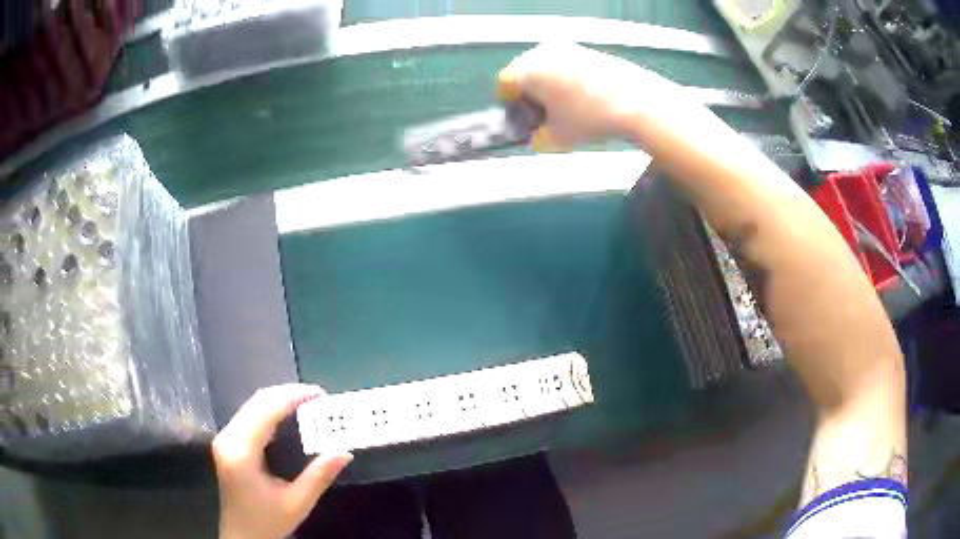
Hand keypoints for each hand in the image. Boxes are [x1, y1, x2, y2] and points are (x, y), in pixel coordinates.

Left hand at [212, 384, 352, 538]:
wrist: (242, 536)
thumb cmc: (267, 521)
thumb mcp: (297, 503)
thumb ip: (319, 476)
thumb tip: (345, 452)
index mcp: (241, 452)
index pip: (266, 411)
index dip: (292, 397)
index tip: (319, 393)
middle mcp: (228, 438)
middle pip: (256, 402)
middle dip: (287, 394)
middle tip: (318, 397)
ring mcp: (225, 438)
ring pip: (251, 405)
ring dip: (279, 400)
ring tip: (307, 403)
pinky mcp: (227, 442)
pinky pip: (249, 415)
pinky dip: (270, 410)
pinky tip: (287, 415)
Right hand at [498, 42, 687, 149]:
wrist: (636, 101)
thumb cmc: (590, 118)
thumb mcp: (558, 138)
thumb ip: (538, 138)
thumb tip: (537, 136)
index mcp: (528, 70)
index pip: (504, 83)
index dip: (510, 104)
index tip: (521, 118)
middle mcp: (542, 53)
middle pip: (523, 72)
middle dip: (528, 93)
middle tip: (543, 115)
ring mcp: (566, 48)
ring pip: (544, 67)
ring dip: (547, 85)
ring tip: (565, 107)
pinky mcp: (586, 50)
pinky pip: (565, 64)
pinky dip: (566, 78)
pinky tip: (583, 97)